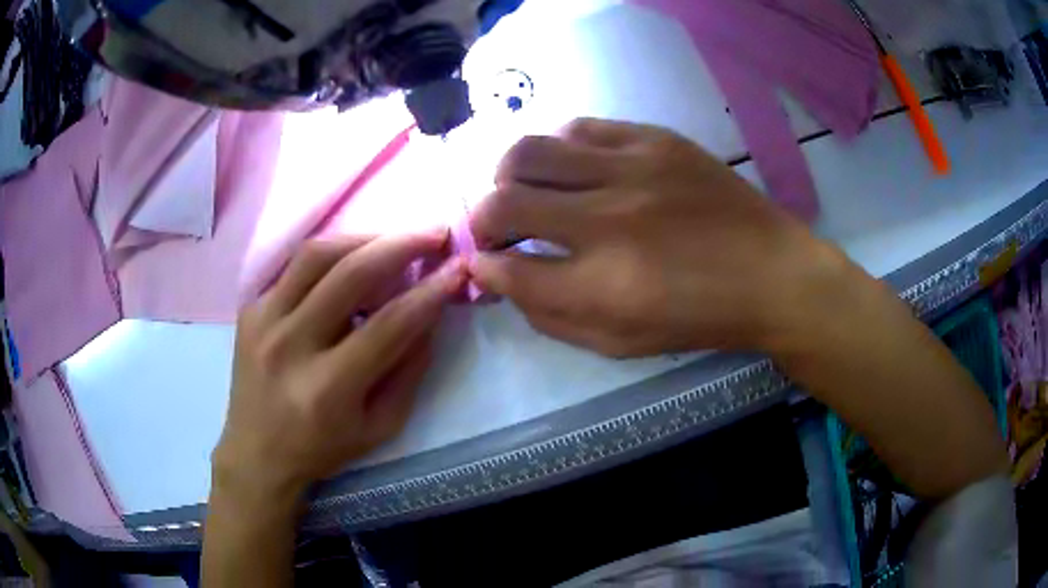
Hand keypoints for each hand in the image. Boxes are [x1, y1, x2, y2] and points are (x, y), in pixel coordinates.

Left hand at [212, 231, 467, 499]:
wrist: (257, 453)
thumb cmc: (322, 448)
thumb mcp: (380, 426)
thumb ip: (409, 370)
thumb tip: (430, 314)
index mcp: (327, 388)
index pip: (389, 325)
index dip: (430, 292)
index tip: (458, 268)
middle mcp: (290, 347)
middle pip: (350, 274)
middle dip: (402, 244)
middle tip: (434, 232)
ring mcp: (263, 322)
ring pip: (316, 255)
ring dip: (364, 237)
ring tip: (395, 239)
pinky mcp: (250, 310)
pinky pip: (294, 267)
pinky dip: (330, 257)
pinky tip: (350, 261)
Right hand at [469, 118, 840, 356]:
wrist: (772, 273)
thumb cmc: (699, 318)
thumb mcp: (620, 343)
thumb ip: (550, 315)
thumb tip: (501, 277)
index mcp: (604, 287)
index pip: (507, 269)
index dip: (483, 268)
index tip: (484, 264)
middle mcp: (610, 222)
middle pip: (502, 202)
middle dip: (481, 220)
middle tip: (497, 230)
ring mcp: (633, 169)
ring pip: (529, 151)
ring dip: (510, 177)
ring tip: (526, 191)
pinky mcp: (655, 140)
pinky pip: (579, 127)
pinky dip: (558, 149)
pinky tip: (571, 168)